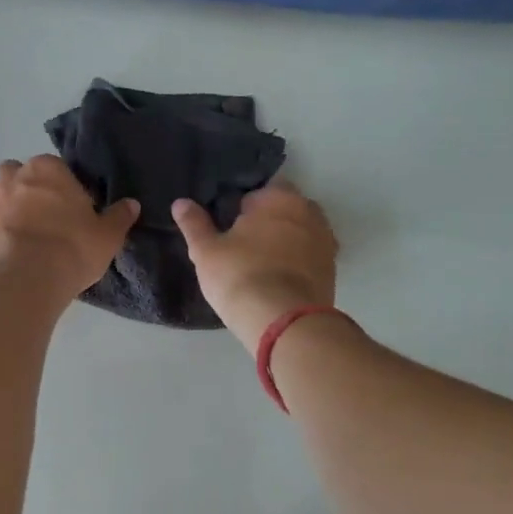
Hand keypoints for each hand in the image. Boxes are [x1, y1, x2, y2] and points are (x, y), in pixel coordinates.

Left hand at [0, 155, 138, 297]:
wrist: (27, 280)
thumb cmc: (73, 248)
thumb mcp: (107, 235)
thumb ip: (119, 216)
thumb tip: (132, 204)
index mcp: (46, 169)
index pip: (56, 167)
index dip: (64, 187)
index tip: (73, 208)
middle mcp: (13, 178)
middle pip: (18, 174)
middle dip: (28, 189)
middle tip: (46, 217)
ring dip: (7, 208)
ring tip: (25, 234)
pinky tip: (10, 253)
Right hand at [173, 182, 337, 352]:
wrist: (284, 322)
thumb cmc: (240, 276)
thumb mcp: (206, 251)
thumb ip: (194, 224)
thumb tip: (180, 202)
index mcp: (278, 197)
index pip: (259, 190)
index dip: (242, 207)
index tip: (229, 226)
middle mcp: (309, 211)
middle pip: (284, 208)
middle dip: (268, 220)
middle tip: (243, 245)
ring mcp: (325, 240)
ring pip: (300, 231)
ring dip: (285, 240)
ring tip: (262, 263)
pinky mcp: (332, 269)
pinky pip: (310, 255)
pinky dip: (298, 261)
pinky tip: (279, 278)